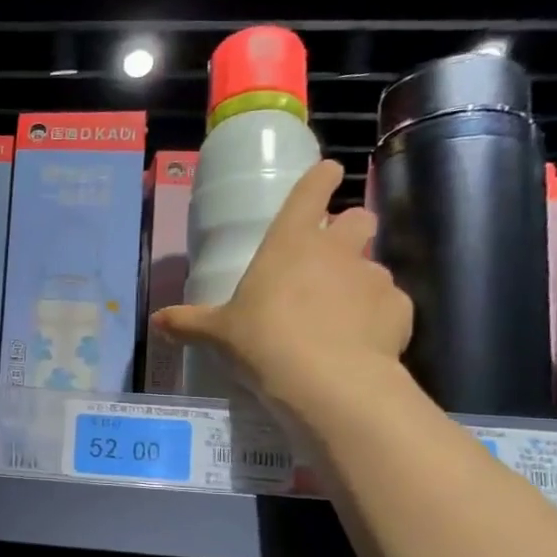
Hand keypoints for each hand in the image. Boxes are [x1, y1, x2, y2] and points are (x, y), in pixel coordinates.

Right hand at [152, 160, 411, 418]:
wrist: (328, 381)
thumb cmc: (263, 342)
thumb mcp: (217, 334)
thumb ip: (188, 323)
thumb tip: (156, 323)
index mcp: (290, 242)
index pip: (312, 189)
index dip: (320, 179)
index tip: (326, 175)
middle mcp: (337, 249)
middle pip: (359, 218)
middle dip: (349, 230)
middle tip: (327, 260)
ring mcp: (373, 277)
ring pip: (373, 266)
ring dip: (357, 282)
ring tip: (338, 316)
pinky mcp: (399, 309)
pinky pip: (388, 305)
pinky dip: (376, 318)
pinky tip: (359, 343)